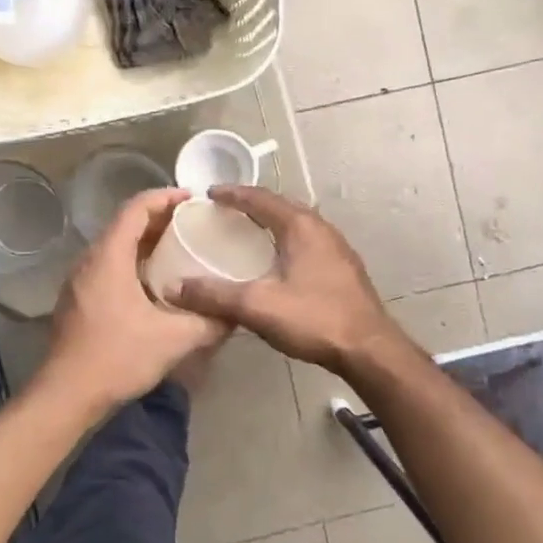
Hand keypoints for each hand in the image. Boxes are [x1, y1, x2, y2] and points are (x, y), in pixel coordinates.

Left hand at [43, 188, 228, 410]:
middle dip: (160, 219)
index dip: (165, 197)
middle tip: (194, 224)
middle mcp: (90, 261)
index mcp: (109, 257)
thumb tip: (236, 314)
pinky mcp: (78, 300)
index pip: (136, 208)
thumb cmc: (118, 358)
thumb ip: (209, 323)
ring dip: (146, 242)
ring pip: (116, 247)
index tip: (193, 199)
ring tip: (180, 249)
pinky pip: (109, 267)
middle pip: (125, 224)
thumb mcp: (174, 340)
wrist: (66, 395)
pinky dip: (134, 262)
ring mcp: (79, 281)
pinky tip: (156, 284)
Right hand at [168, 186, 405, 376]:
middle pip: (281, 206)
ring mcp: (336, 248)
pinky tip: (276, 261)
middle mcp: (321, 228)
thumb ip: (215, 295)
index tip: (209, 194)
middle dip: (251, 205)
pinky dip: (285, 241)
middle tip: (224, 211)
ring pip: (297, 224)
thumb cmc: (314, 318)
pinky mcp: (343, 268)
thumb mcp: (257, 306)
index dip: (232, 194)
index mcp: (301, 226)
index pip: (260, 198)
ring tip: (246, 232)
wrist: (368, 348)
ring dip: (271, 223)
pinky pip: (307, 242)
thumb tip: (174, 288)